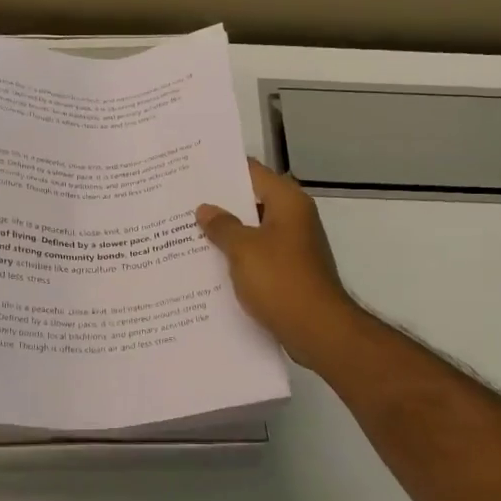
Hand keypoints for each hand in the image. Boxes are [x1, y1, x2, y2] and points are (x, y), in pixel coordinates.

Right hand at [197, 160, 362, 368]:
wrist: (318, 330)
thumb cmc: (280, 280)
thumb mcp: (243, 249)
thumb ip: (222, 226)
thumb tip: (206, 209)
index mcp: (288, 202)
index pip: (252, 172)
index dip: (223, 170)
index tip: (193, 171)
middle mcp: (295, 218)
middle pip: (253, 200)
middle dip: (220, 204)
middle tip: (182, 202)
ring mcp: (294, 246)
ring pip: (254, 230)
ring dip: (227, 233)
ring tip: (188, 232)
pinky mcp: (290, 272)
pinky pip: (259, 255)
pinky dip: (238, 257)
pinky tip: (210, 265)